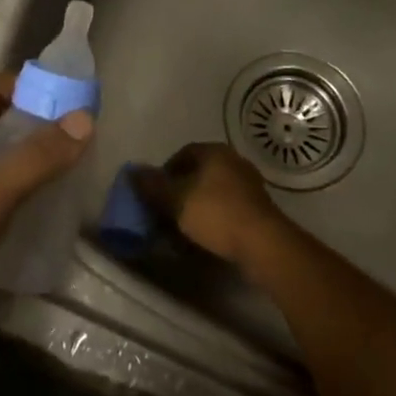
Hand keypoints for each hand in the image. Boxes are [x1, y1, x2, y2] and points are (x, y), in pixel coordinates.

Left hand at [0, 72, 92, 369]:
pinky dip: (27, 185)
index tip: (76, 101)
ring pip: (2, 155)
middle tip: (87, 132)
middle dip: (41, 120)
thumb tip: (84, 118)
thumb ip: (35, 158)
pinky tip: (55, 200)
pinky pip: (0, 188)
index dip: (32, 86)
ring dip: (37, 154)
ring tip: (80, 162)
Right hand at [129, 142, 284, 270]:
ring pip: (212, 194)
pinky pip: (227, 210)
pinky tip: (203, 239)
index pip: (183, 153)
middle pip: (198, 174)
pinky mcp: (257, 210)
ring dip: (195, 209)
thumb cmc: (216, 213)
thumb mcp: (177, 200)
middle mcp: (234, 162)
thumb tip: (132, 172)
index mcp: (215, 152)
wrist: (263, 244)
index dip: (165, 172)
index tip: (154, 194)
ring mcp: (249, 186)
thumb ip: (153, 186)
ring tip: (181, 231)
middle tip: (165, 213)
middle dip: (180, 193)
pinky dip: (212, 220)